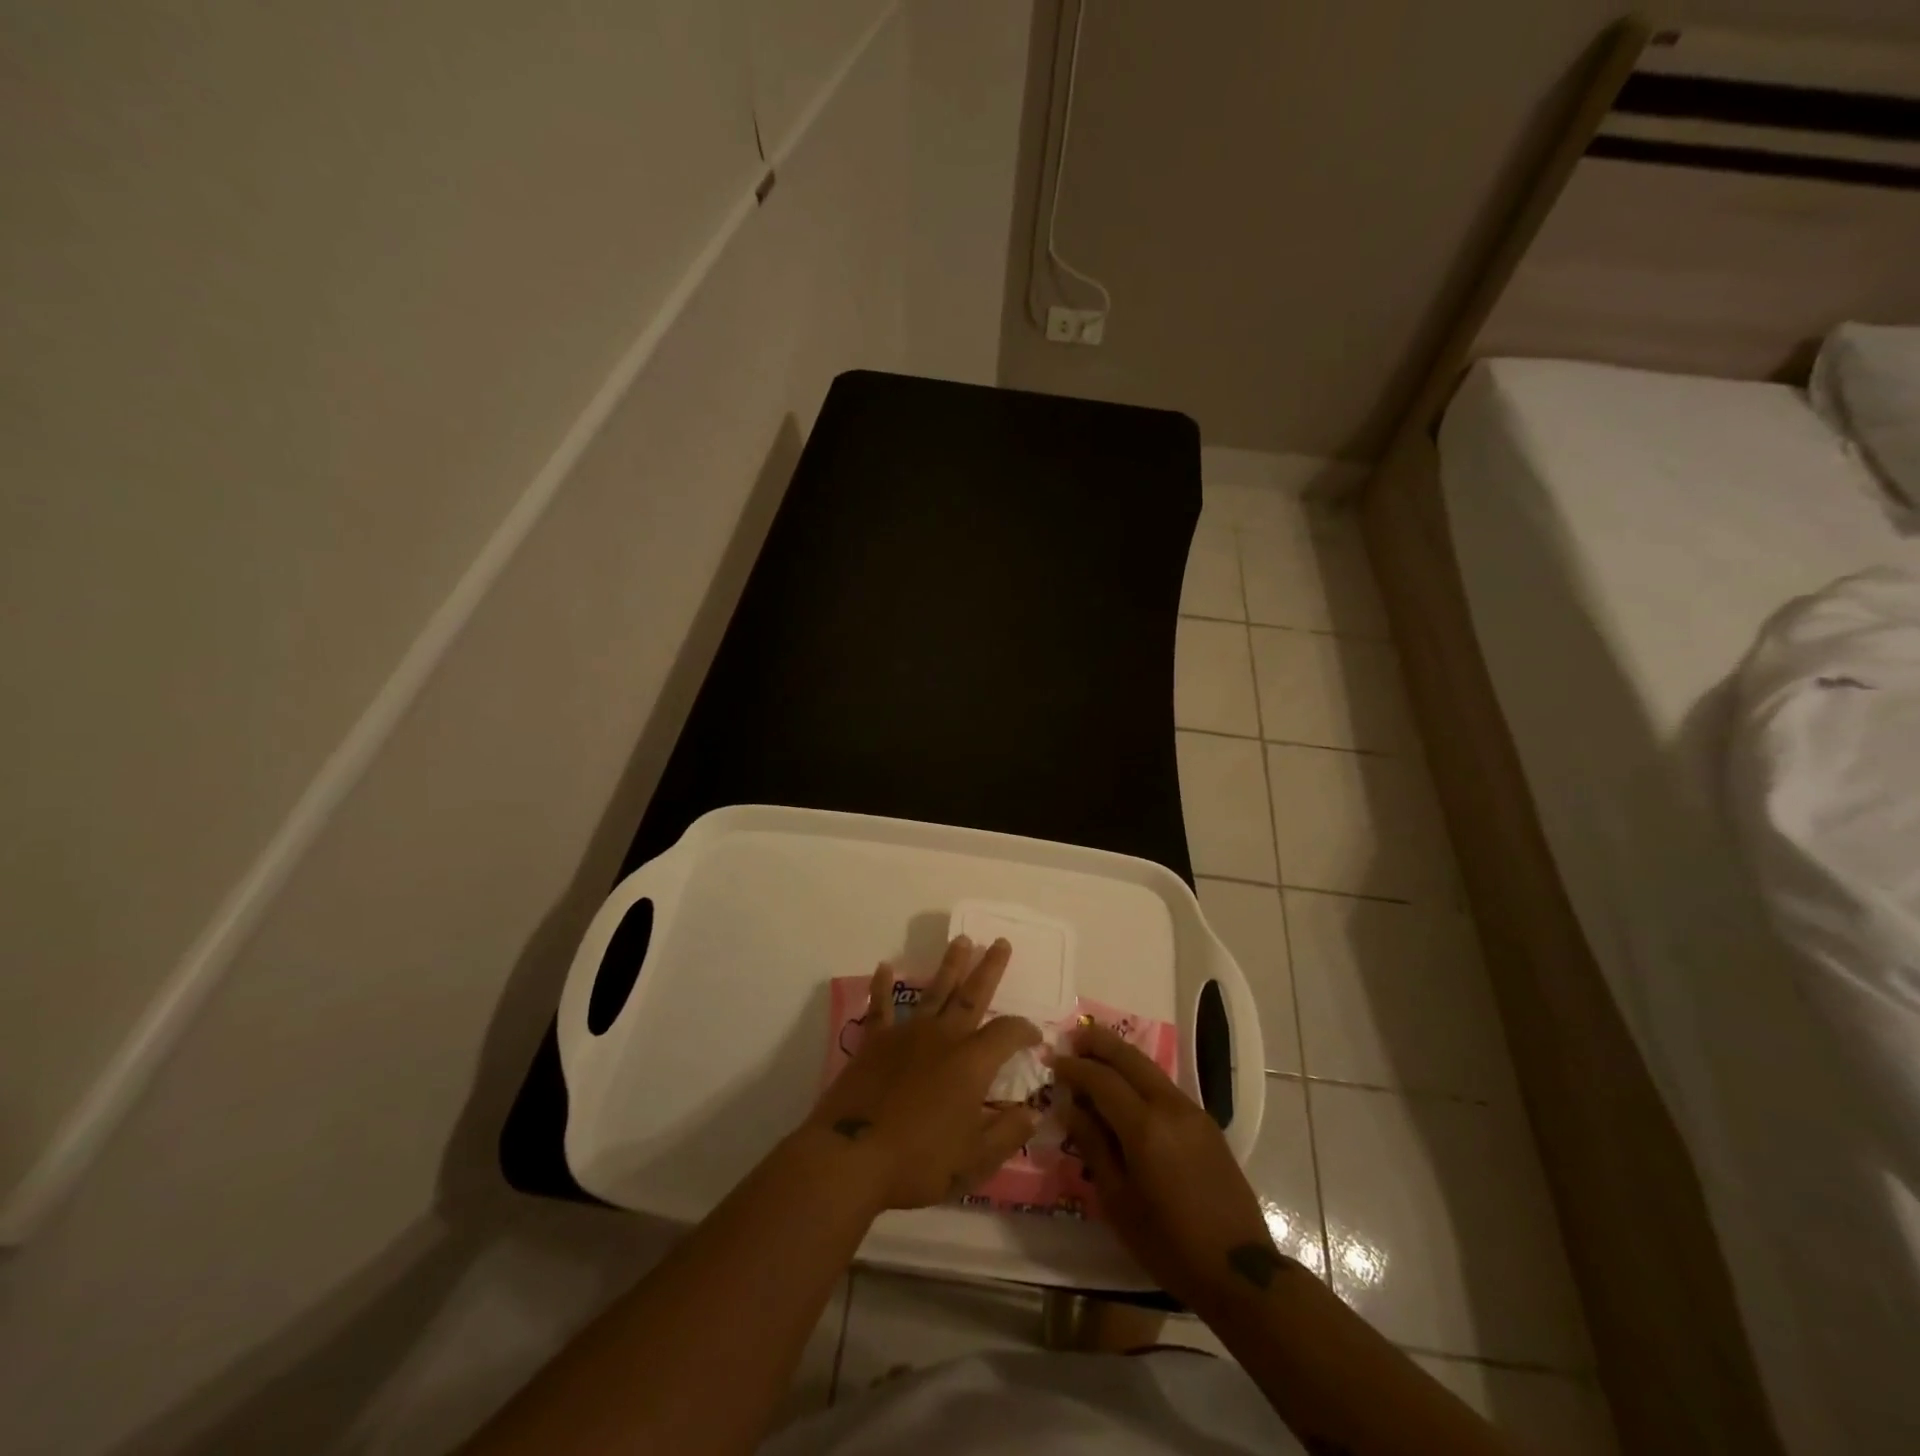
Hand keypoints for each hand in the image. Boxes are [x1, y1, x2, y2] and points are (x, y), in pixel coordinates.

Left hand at [807, 936, 1041, 1211]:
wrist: (853, 1156)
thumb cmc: (919, 1161)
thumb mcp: (975, 1159)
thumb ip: (1007, 1133)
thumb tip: (1034, 1112)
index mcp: (972, 1062)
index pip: (1008, 1033)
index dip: (1025, 1031)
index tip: (1036, 1037)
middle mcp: (943, 1037)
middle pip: (972, 995)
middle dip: (989, 968)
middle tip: (1001, 942)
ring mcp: (907, 1034)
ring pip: (934, 990)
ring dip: (949, 965)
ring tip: (961, 939)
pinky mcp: (875, 1041)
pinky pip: (880, 1007)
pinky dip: (882, 986)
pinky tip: (884, 967)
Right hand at [1055, 1023, 1288, 1312]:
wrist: (1238, 1270)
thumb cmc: (1168, 1243)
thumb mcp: (1118, 1200)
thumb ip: (1092, 1145)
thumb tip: (1068, 1106)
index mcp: (1145, 1126)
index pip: (1102, 1078)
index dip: (1073, 1067)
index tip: (1051, 1062)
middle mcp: (1170, 1106)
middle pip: (1129, 1057)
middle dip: (1098, 1042)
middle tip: (1071, 1038)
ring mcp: (1192, 1111)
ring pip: (1149, 1068)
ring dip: (1119, 1056)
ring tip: (1092, 1057)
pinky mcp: (1206, 1122)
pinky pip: (1163, 1087)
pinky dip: (1138, 1078)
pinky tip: (1125, 1090)